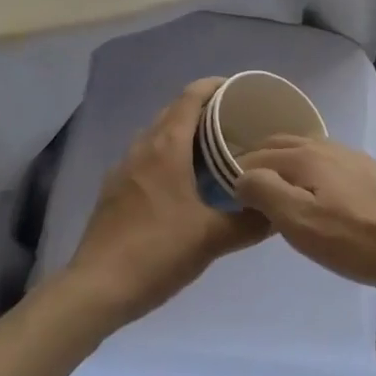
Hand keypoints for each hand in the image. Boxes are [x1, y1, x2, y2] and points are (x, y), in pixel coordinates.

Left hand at [63, 79, 269, 323]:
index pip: (191, 97)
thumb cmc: (157, 252)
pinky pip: (146, 156)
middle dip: (203, 109)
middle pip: (174, 112)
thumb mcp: (212, 239)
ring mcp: (124, 168)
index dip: (215, 86)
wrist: (97, 288)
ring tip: (213, 149)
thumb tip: (279, 210)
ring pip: (157, 134)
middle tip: (236, 122)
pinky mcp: (114, 189)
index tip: (240, 90)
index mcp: (166, 147)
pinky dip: (167, 154)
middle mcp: (143, 147)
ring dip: (183, 132)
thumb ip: (250, 222)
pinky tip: (182, 182)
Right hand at [232, 136, 375, 292]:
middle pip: (281, 144)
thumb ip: (267, 194)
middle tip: (240, 186)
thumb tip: (241, 175)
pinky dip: (306, 170)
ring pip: (305, 151)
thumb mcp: (303, 224)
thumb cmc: (361, 239)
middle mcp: (326, 146)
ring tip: (272, 189)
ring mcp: (351, 157)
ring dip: (282, 163)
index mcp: (305, 156)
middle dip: (257, 159)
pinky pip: (324, 162)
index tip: (220, 189)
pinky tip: (313, 192)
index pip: (257, 154)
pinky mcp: (370, 172)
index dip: (235, 169)